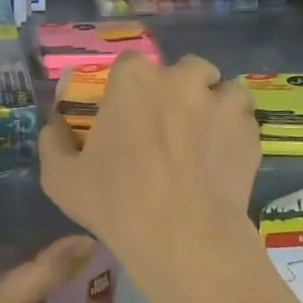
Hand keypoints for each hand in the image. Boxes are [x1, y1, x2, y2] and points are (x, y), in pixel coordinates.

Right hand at [39, 54, 261, 284]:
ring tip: (204, 137)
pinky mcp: (249, 129)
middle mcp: (181, 78)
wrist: (185, 238)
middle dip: (179, 88)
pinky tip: (224, 159)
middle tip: (169, 126)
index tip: (128, 114)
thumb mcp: (61, 178)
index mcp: (134, 80)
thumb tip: (55, 124)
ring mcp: (221, 101)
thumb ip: (52, 142)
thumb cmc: (117, 203)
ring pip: (221, 88)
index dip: (129, 88)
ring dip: (213, 104)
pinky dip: (235, 131)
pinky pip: (243, 119)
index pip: (130, 64)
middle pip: (185, 69)